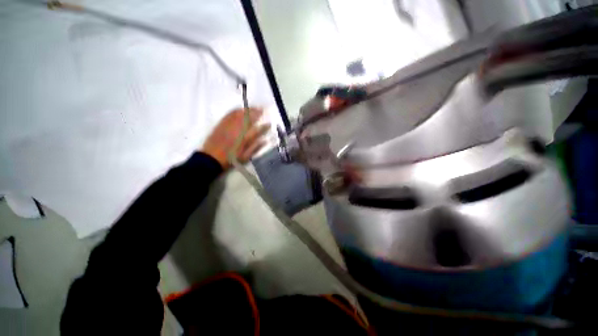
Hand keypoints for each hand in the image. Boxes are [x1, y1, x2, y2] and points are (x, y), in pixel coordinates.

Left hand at [201, 108, 269, 169]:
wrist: (211, 158)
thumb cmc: (231, 159)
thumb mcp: (245, 157)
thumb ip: (255, 148)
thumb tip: (264, 140)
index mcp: (245, 139)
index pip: (257, 130)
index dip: (264, 127)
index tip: (269, 124)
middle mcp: (238, 130)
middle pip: (249, 118)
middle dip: (256, 113)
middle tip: (262, 110)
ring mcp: (229, 125)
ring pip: (240, 114)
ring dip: (248, 110)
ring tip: (253, 108)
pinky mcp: (221, 124)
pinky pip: (230, 114)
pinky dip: (236, 110)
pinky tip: (240, 110)